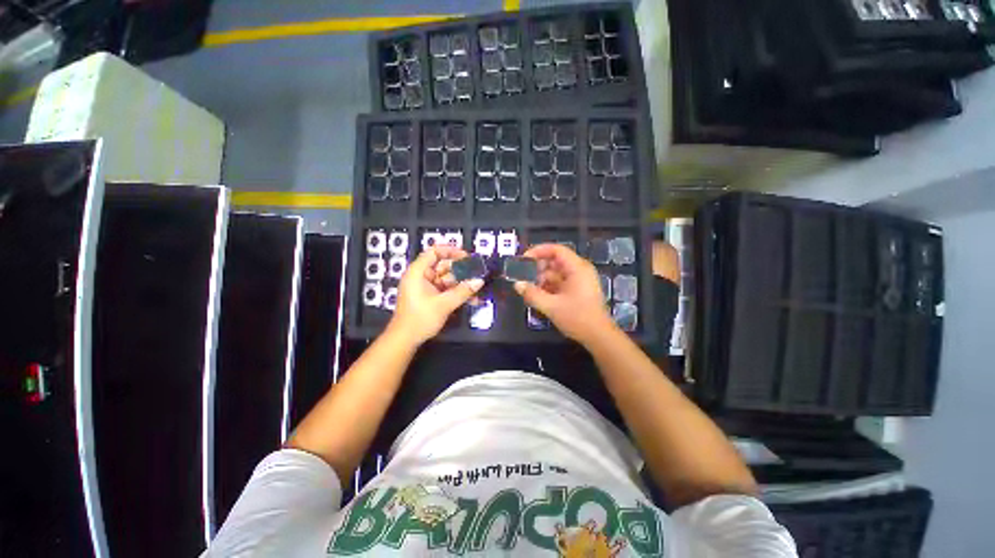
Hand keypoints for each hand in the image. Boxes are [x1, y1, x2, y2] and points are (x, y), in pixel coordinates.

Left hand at [388, 245, 484, 344]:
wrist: (405, 340)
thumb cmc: (420, 319)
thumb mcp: (444, 304)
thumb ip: (463, 291)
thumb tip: (479, 281)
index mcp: (418, 272)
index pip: (434, 252)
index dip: (450, 251)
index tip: (466, 256)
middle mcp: (421, 276)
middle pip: (443, 266)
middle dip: (461, 271)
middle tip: (477, 274)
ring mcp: (426, 287)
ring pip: (447, 279)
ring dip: (462, 284)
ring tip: (477, 288)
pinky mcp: (430, 296)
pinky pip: (446, 289)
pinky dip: (457, 292)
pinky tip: (471, 299)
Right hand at [514, 243, 614, 343]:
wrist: (599, 337)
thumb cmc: (578, 318)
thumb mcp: (552, 306)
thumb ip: (532, 294)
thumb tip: (517, 284)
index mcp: (577, 268)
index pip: (556, 250)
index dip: (538, 251)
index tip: (523, 259)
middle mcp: (579, 270)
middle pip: (555, 261)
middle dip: (538, 268)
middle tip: (523, 277)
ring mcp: (579, 280)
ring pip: (556, 273)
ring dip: (541, 279)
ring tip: (528, 289)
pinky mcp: (577, 290)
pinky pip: (560, 282)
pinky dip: (548, 287)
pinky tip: (537, 295)